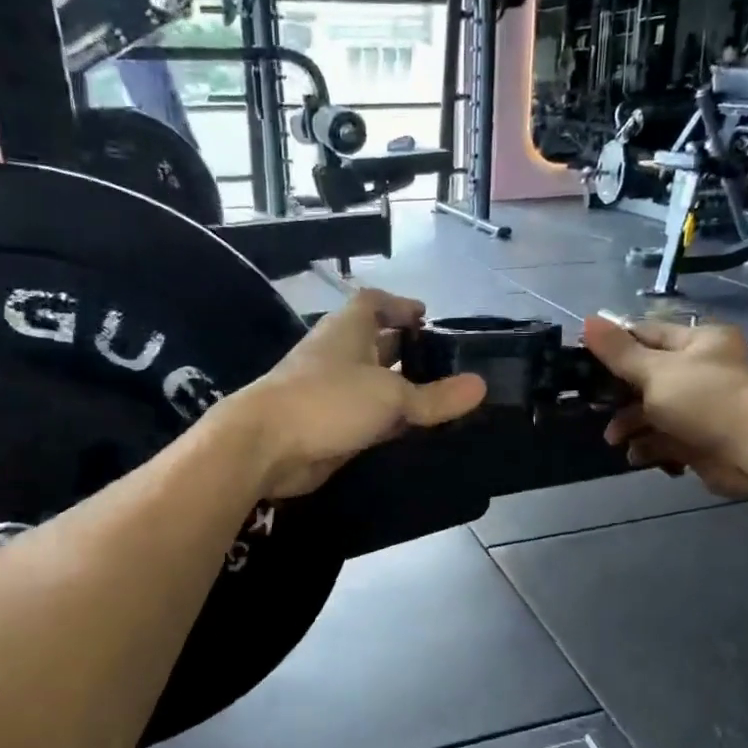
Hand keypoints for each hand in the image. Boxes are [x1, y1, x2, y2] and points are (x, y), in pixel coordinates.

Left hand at [228, 290, 486, 499]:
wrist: (266, 445)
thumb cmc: (328, 401)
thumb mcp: (391, 396)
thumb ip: (436, 396)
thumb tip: (481, 386)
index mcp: (348, 329)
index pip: (373, 302)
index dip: (400, 305)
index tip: (426, 317)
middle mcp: (338, 354)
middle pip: (375, 343)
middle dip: (406, 350)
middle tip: (444, 364)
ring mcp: (329, 391)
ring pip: (371, 384)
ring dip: (398, 389)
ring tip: (438, 399)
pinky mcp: (326, 426)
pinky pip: (364, 417)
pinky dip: (386, 421)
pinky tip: (411, 433)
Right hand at [581, 315, 747, 498]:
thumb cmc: (706, 399)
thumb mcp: (655, 371)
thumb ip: (618, 351)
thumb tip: (586, 319)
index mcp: (698, 342)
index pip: (647, 334)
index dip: (615, 346)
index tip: (583, 361)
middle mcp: (702, 370)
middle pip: (647, 377)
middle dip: (619, 394)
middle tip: (594, 406)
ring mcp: (702, 407)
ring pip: (654, 411)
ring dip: (631, 425)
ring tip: (615, 439)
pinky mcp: (701, 440)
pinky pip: (666, 439)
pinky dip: (649, 446)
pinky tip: (636, 455)